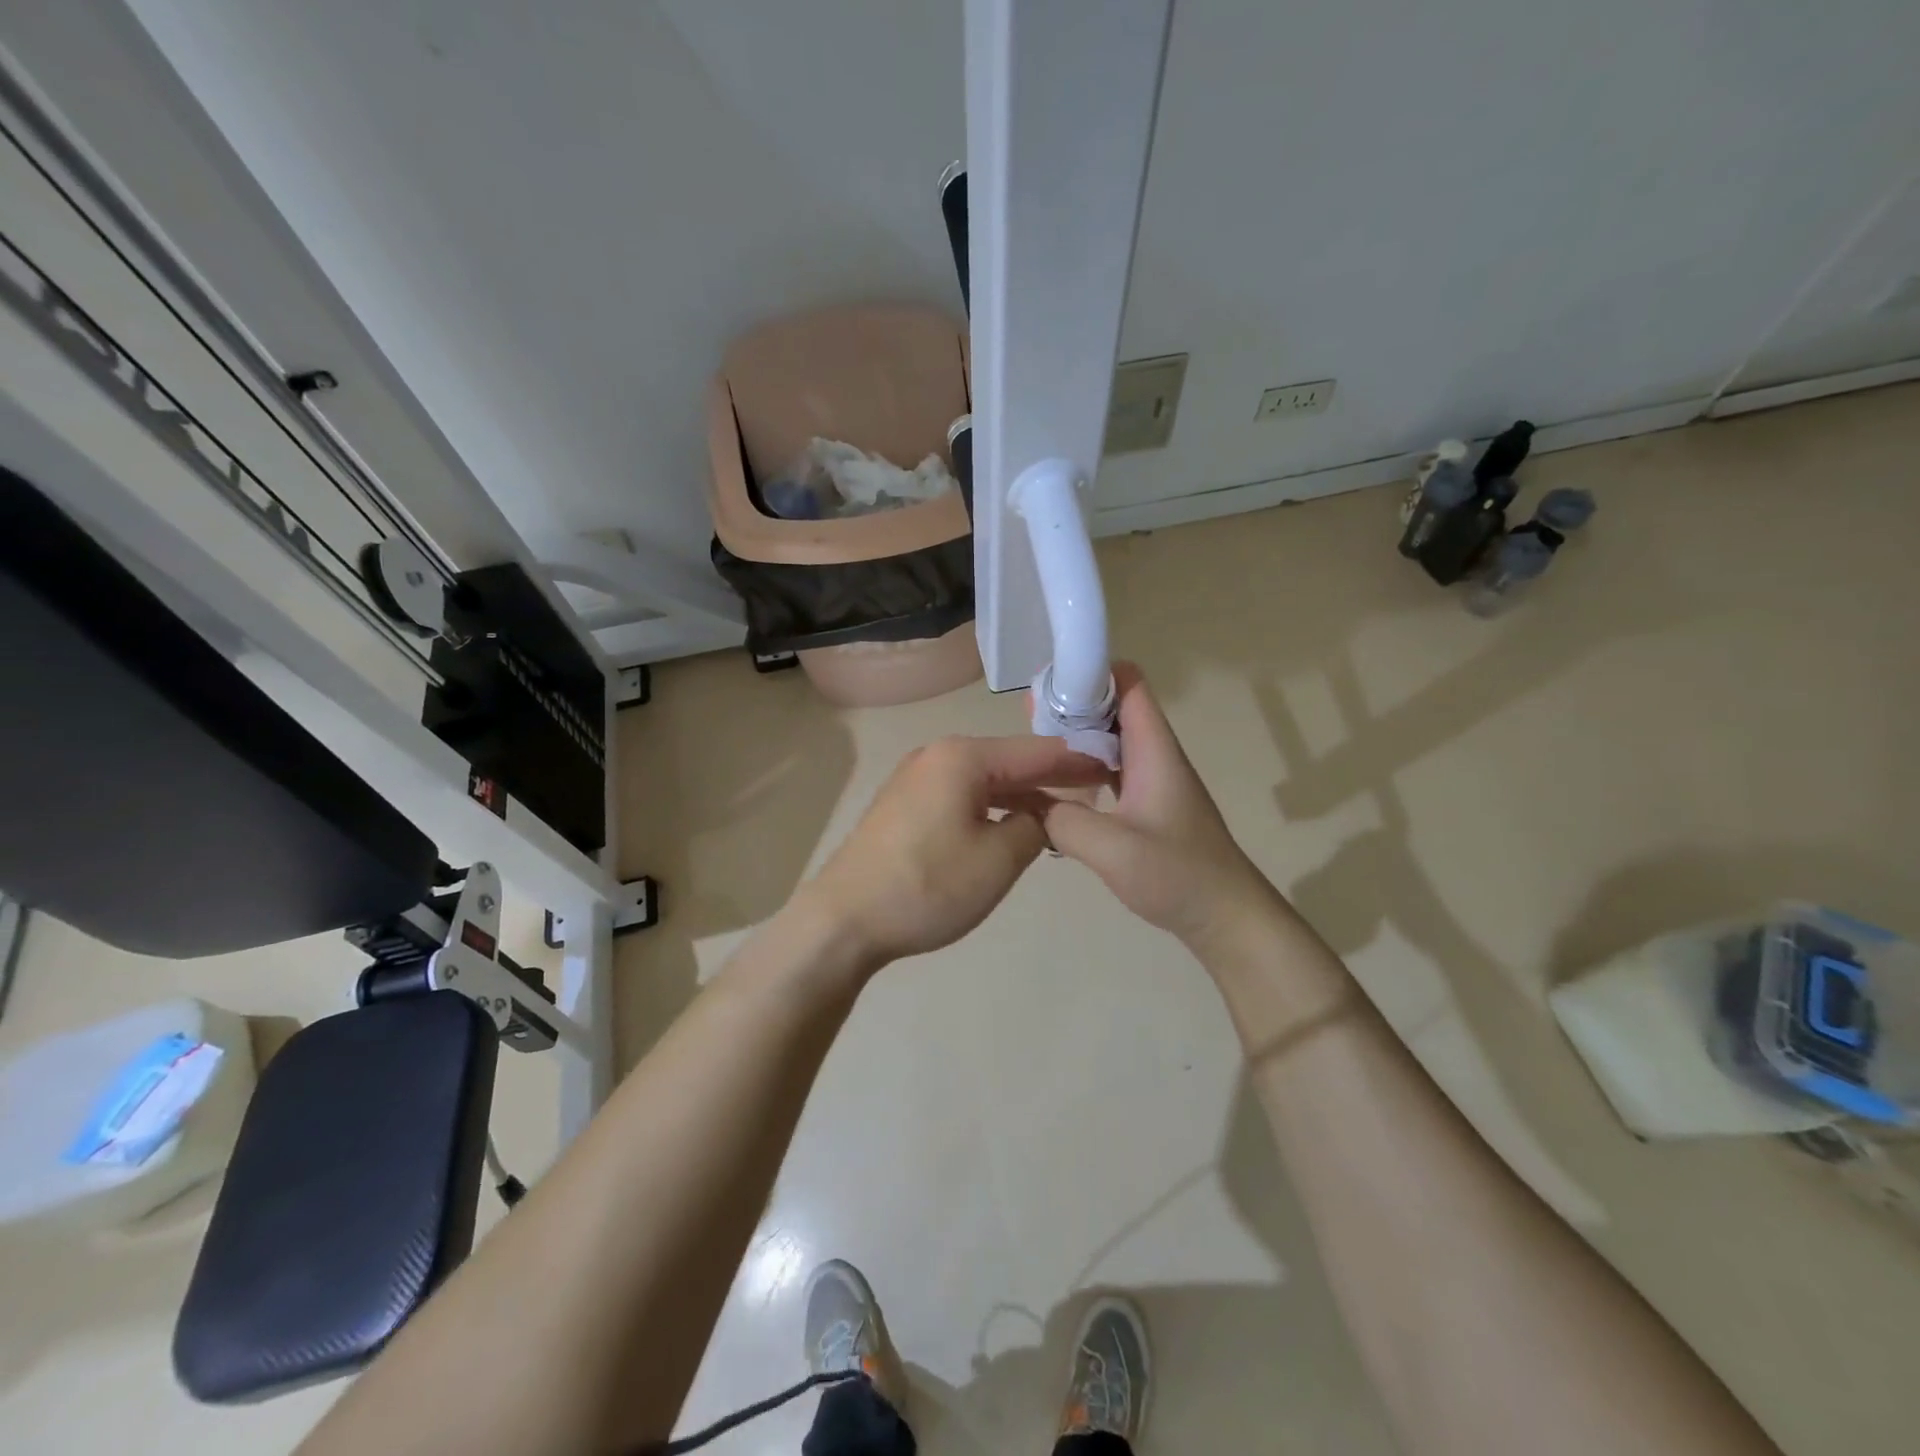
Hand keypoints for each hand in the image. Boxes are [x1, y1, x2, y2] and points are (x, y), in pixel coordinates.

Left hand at [801, 734, 1111, 971]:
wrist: (843, 920)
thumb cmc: (928, 886)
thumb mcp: (999, 859)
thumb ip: (1034, 826)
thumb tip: (1038, 815)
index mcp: (963, 757)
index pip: (1036, 752)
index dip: (1078, 761)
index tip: (1114, 767)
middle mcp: (937, 755)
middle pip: (1009, 761)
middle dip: (1051, 778)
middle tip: (1095, 792)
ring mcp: (915, 778)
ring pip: (984, 780)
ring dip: (1021, 796)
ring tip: (1060, 815)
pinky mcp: (904, 804)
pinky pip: (961, 795)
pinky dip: (991, 807)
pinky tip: (1010, 826)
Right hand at [1040, 664, 1274, 950]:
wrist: (1226, 918)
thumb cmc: (1179, 877)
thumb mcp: (1114, 850)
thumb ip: (1063, 821)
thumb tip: (1027, 804)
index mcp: (1154, 750)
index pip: (1128, 684)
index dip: (1091, 671)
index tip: (1047, 682)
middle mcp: (1153, 756)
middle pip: (1112, 708)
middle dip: (1070, 704)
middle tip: (1025, 718)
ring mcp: (1150, 781)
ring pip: (1108, 740)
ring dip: (1073, 738)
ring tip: (1030, 746)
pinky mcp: (1144, 805)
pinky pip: (1107, 771)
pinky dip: (1079, 769)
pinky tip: (1052, 788)